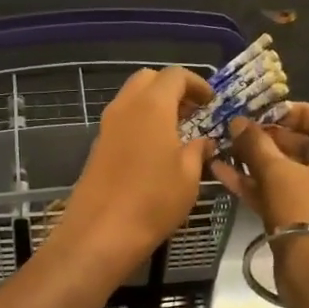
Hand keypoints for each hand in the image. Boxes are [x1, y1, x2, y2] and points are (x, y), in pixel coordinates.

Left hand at [50, 67, 215, 283]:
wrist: (100, 232)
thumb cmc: (153, 201)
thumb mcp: (189, 177)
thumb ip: (197, 151)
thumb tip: (203, 142)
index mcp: (152, 106)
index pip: (174, 75)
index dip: (196, 83)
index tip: (211, 102)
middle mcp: (125, 107)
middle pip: (148, 80)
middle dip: (171, 89)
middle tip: (192, 113)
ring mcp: (106, 127)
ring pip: (131, 99)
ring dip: (154, 106)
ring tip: (176, 133)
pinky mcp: (97, 147)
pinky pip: (122, 121)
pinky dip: (140, 123)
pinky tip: (155, 150)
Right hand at [210, 102, 308, 236]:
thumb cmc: (305, 210)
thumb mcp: (277, 172)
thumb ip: (256, 144)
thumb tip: (238, 122)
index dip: (300, 112)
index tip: (269, 113)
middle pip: (306, 145)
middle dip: (270, 138)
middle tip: (240, 133)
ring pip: (288, 171)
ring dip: (257, 161)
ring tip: (225, 150)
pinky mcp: (304, 220)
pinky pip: (280, 193)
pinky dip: (256, 184)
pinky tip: (222, 173)